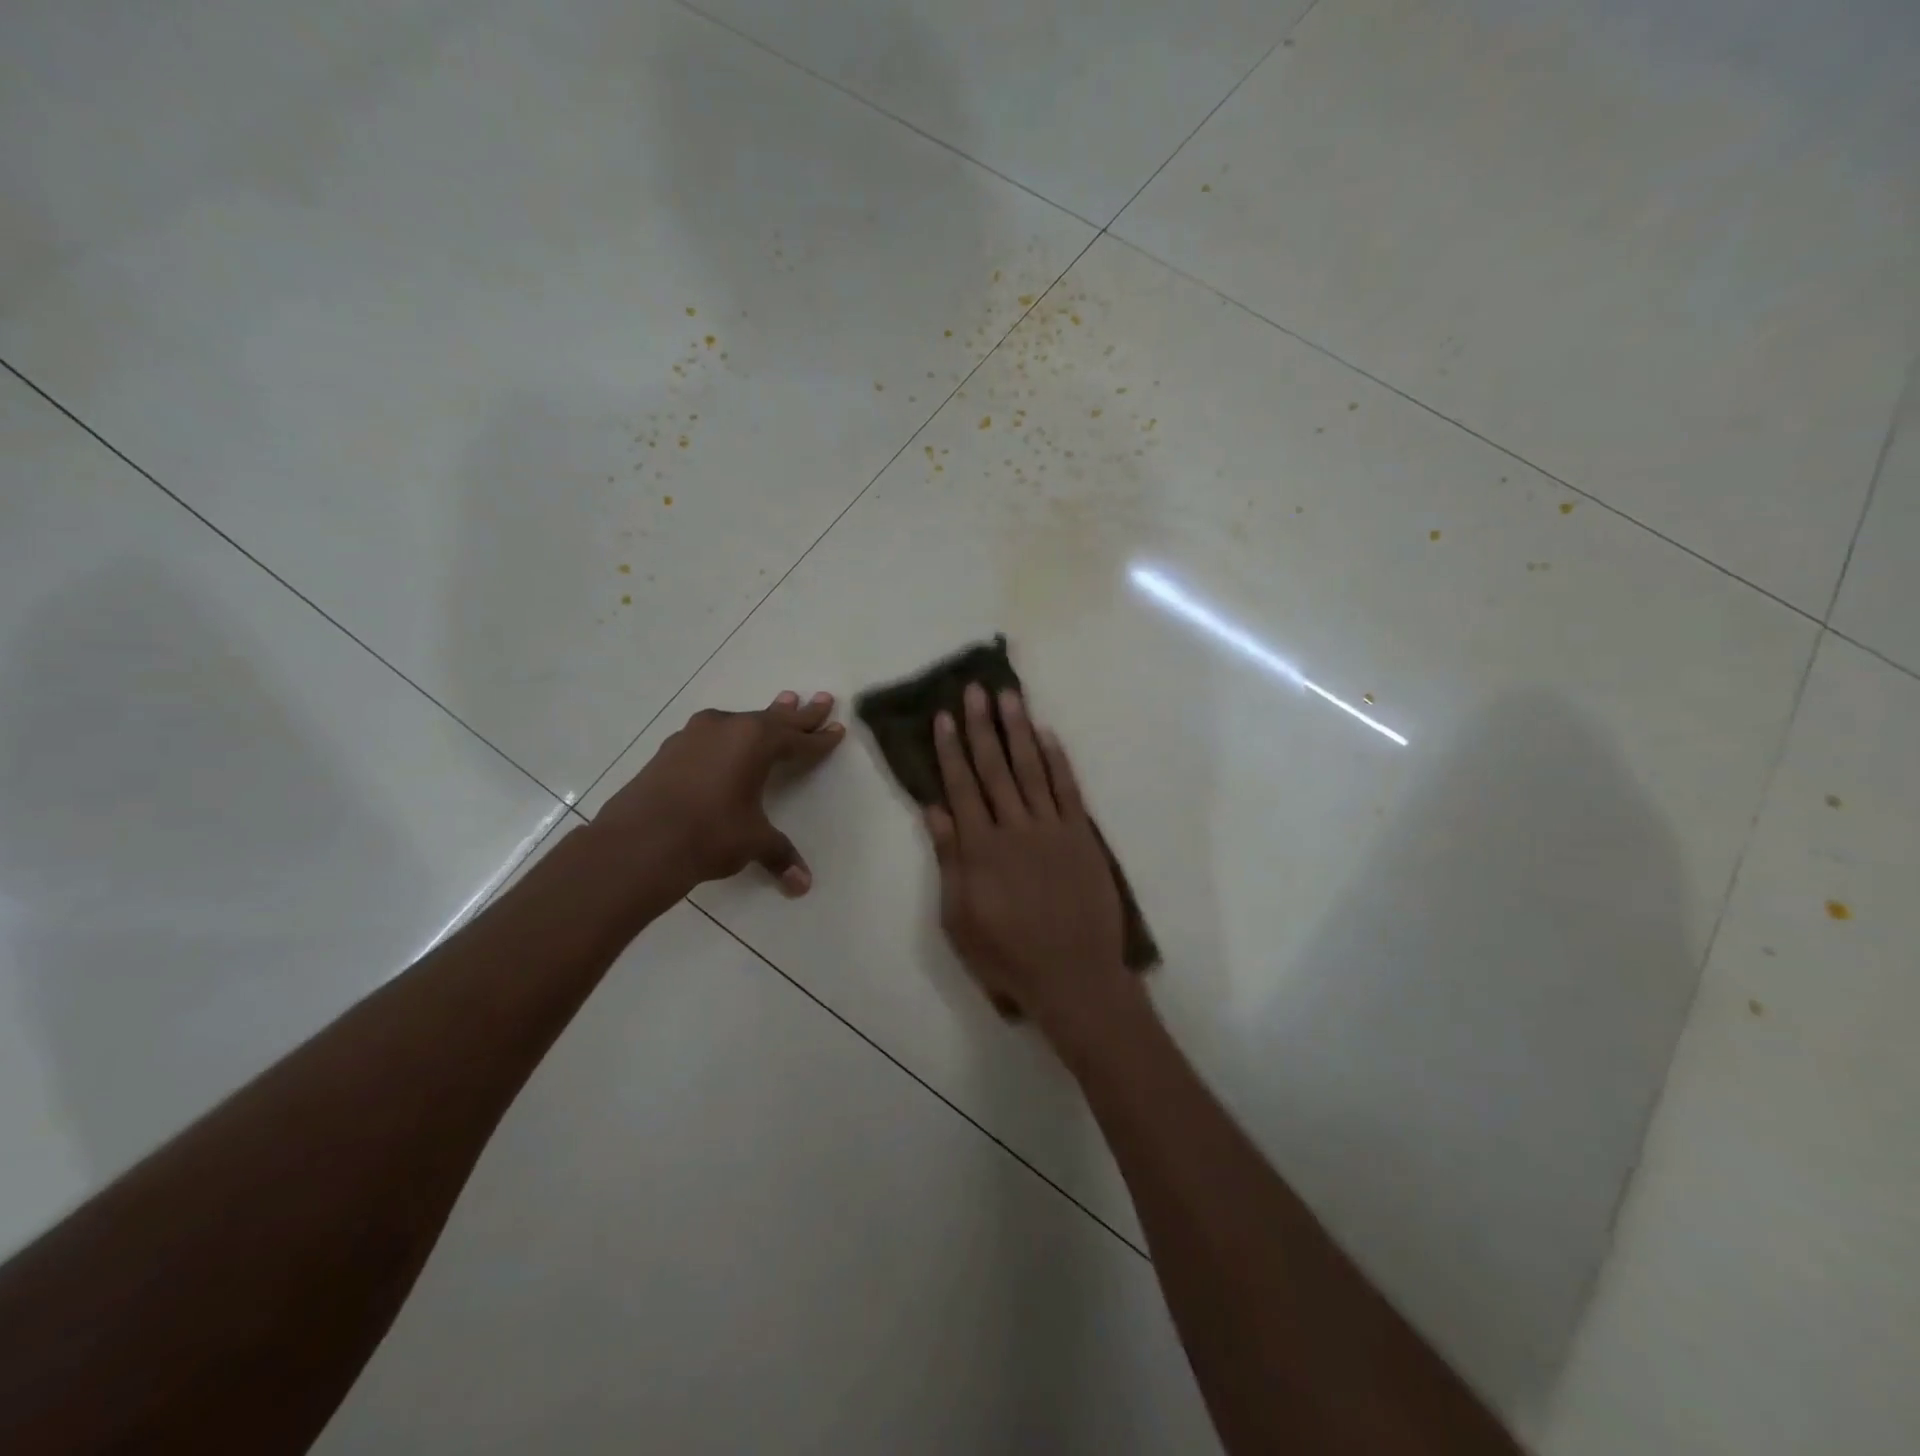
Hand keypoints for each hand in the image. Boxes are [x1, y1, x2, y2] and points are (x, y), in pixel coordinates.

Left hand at [599, 690, 843, 897]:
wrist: (637, 842)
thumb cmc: (709, 834)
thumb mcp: (752, 842)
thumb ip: (779, 855)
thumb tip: (802, 885)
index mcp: (756, 742)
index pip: (798, 740)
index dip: (820, 739)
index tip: (837, 729)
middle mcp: (728, 728)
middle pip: (774, 719)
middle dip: (800, 713)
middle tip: (822, 698)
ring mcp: (695, 735)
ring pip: (741, 721)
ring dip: (764, 717)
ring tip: (782, 702)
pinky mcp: (671, 748)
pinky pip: (713, 733)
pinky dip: (731, 734)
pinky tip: (728, 737)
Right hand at [925, 683, 1136, 1038]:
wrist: (1073, 976)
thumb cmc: (1007, 954)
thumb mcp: (960, 917)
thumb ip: (949, 860)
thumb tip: (935, 810)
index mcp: (981, 848)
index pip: (961, 786)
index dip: (951, 749)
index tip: (944, 716)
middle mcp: (1015, 827)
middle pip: (995, 767)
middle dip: (982, 726)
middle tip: (975, 689)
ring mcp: (1052, 828)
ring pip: (1032, 769)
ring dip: (1019, 730)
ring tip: (1009, 696)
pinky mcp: (1082, 836)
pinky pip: (1068, 789)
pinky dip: (1057, 760)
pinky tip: (1047, 735)